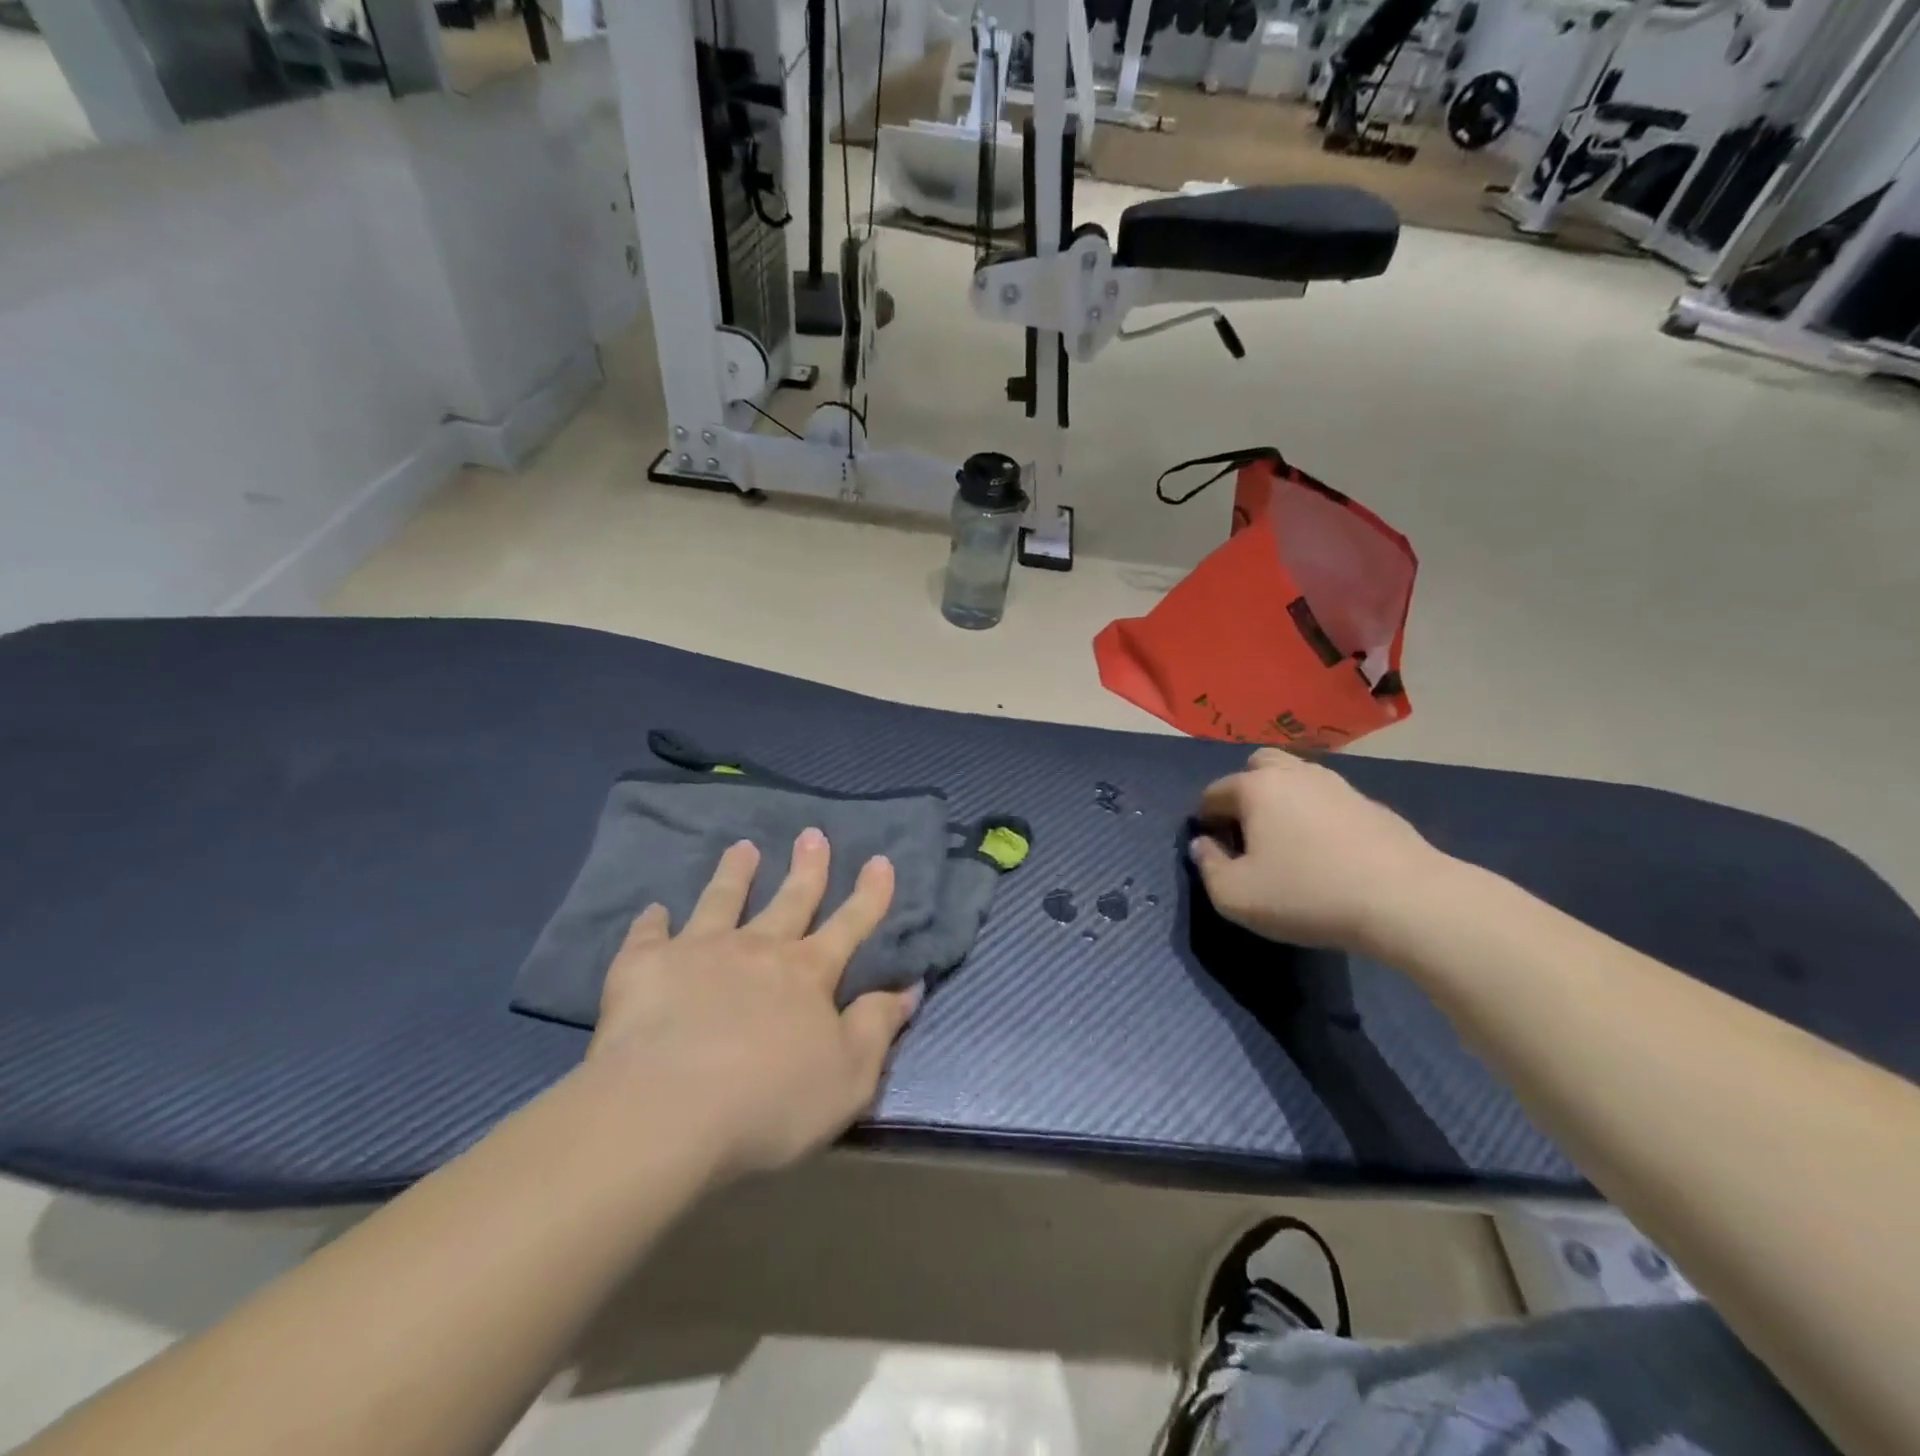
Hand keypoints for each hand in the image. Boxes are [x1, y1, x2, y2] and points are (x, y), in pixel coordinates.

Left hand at [584, 830, 917, 1179]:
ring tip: (742, 847)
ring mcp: (699, 952)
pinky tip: (653, 910)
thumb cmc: (770, 1102)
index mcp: (807, 974)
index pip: (849, 925)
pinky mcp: (645, 968)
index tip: (881, 860)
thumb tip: (908, 988)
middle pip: (789, 900)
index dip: (869, 895)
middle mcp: (758, 949)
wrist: (667, 1111)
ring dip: (735, 873)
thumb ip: (878, 1027)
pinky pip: (649, 935)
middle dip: (807, 868)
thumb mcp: (849, 1076)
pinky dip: (653, 921)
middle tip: (813, 834)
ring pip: (722, 901)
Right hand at [1190, 748, 1445, 951]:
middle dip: (1245, 792)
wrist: (1405, 901)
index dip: (1207, 821)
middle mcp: (1294, 774)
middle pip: (1258, 766)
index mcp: (1256, 787)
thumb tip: (1203, 845)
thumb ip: (1207, 867)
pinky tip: (1328, 851)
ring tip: (1289, 842)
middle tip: (1250, 833)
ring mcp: (1337, 785)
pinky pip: (1329, 800)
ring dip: (1284, 800)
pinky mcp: (1372, 804)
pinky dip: (1318, 815)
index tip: (1217, 852)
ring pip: (1297, 778)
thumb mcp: (1235, 896)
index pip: (1214, 793)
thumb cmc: (1307, 894)